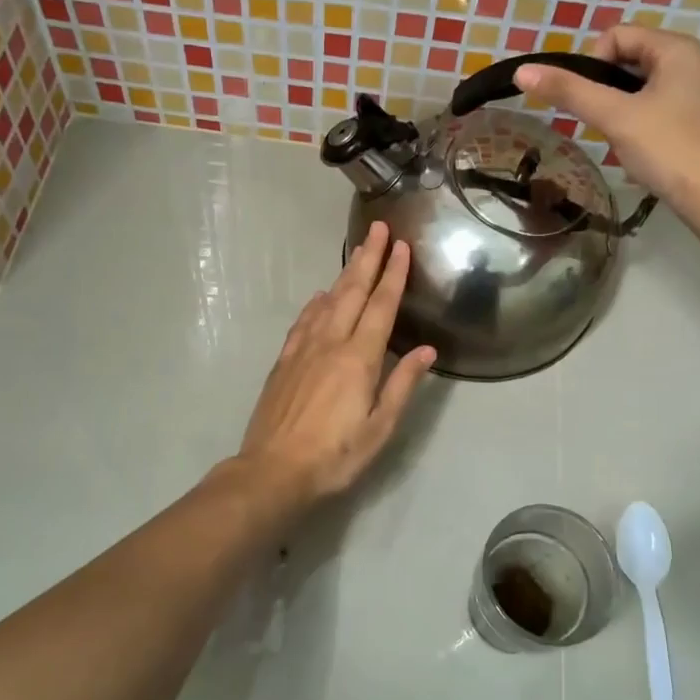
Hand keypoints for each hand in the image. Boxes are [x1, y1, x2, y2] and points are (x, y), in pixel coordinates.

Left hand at [237, 221, 435, 505]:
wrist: (273, 470)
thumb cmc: (335, 455)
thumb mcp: (379, 428)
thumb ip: (402, 385)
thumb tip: (426, 350)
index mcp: (359, 358)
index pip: (381, 306)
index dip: (393, 275)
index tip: (401, 246)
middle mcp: (330, 343)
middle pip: (352, 292)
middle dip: (368, 259)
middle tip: (378, 229)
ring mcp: (303, 350)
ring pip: (327, 301)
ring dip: (344, 275)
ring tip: (357, 253)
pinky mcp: (284, 361)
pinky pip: (303, 321)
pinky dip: (315, 304)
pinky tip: (320, 296)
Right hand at [514, 25, 699, 212]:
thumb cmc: (668, 148)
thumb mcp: (614, 116)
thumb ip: (568, 92)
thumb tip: (522, 72)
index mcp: (676, 48)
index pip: (616, 35)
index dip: (592, 64)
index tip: (590, 101)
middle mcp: (689, 61)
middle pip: (626, 59)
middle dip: (604, 88)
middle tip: (601, 122)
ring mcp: (693, 91)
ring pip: (637, 86)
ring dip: (617, 108)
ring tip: (619, 138)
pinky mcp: (693, 119)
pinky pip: (651, 107)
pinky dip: (635, 122)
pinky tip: (637, 148)